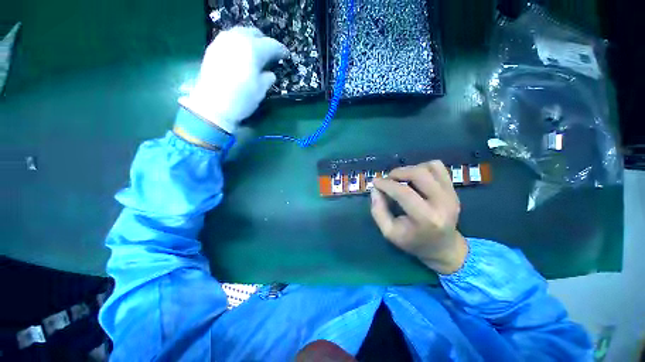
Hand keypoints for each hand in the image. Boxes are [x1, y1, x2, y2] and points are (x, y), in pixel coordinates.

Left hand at [179, 26, 288, 133]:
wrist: (212, 107)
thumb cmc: (241, 99)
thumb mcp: (260, 91)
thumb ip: (267, 78)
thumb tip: (270, 73)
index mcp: (253, 50)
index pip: (271, 45)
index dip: (280, 50)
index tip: (286, 55)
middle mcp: (237, 39)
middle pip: (254, 33)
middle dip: (265, 42)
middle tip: (271, 53)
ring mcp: (223, 41)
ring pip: (241, 33)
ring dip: (251, 41)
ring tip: (256, 53)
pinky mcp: (213, 48)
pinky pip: (230, 39)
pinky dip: (239, 44)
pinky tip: (241, 55)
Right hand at [370, 160, 467, 274]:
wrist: (443, 247)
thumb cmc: (413, 241)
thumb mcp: (389, 232)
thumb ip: (378, 210)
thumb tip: (375, 189)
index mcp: (427, 218)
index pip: (404, 192)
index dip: (386, 184)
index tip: (375, 182)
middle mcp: (443, 203)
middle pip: (419, 174)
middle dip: (398, 172)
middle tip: (388, 179)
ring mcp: (451, 194)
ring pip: (430, 166)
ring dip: (410, 169)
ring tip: (401, 179)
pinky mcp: (453, 189)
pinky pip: (438, 167)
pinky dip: (423, 167)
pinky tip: (415, 179)